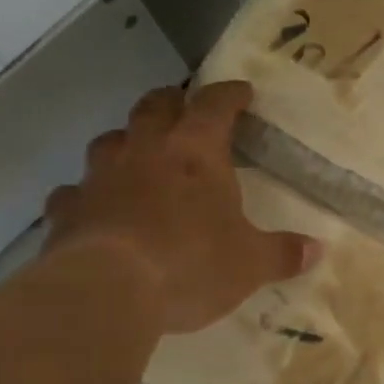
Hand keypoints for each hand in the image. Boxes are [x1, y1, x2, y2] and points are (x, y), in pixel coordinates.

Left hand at [43, 80, 319, 333]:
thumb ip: (282, 253)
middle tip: (184, 108)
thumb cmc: (191, 264)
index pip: (215, 105)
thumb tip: (317, 250)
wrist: (106, 291)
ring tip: (138, 155)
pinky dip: (88, 194)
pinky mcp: (67, 210)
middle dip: (173, 102)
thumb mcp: (251, 264)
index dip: (230, 95)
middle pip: (155, 106)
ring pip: (110, 140)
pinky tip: (95, 209)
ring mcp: (100, 177)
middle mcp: (145, 151)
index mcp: (195, 152)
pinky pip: (76, 191)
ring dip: (127, 141)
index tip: (241, 92)